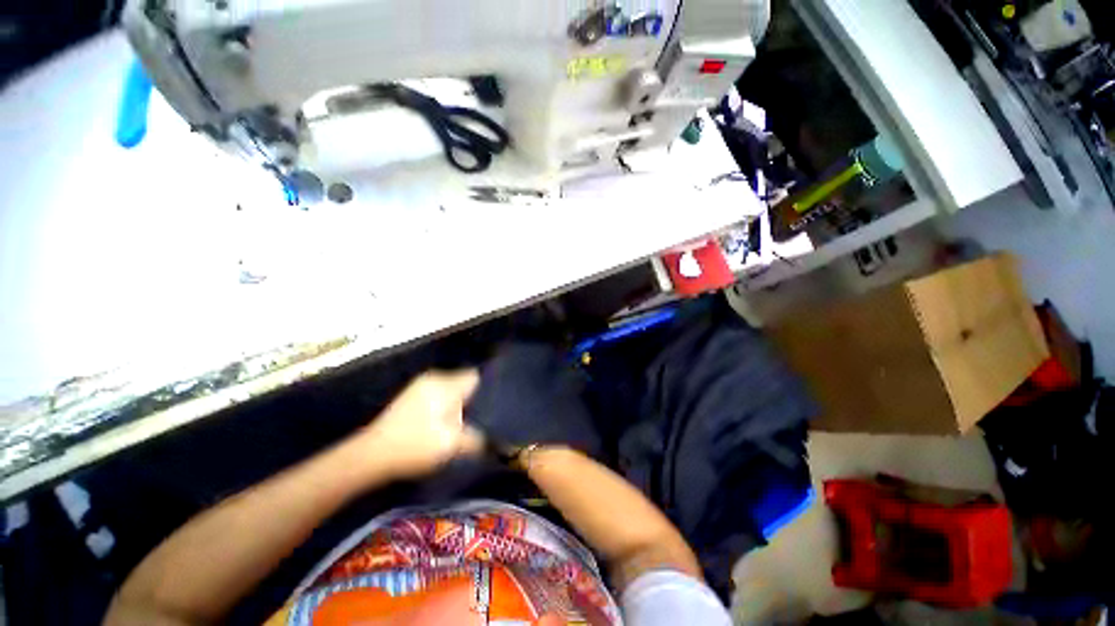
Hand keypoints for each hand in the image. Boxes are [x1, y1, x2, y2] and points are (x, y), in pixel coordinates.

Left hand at [353, 370, 483, 479]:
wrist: (370, 456)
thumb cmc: (415, 446)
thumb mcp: (452, 445)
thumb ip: (478, 439)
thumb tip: (497, 441)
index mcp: (446, 384)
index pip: (475, 377)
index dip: (487, 388)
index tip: (494, 403)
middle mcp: (434, 378)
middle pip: (463, 381)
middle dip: (473, 397)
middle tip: (481, 416)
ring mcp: (420, 385)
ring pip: (450, 388)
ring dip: (458, 402)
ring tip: (465, 420)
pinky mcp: (411, 396)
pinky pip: (438, 393)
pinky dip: (445, 404)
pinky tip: (444, 421)